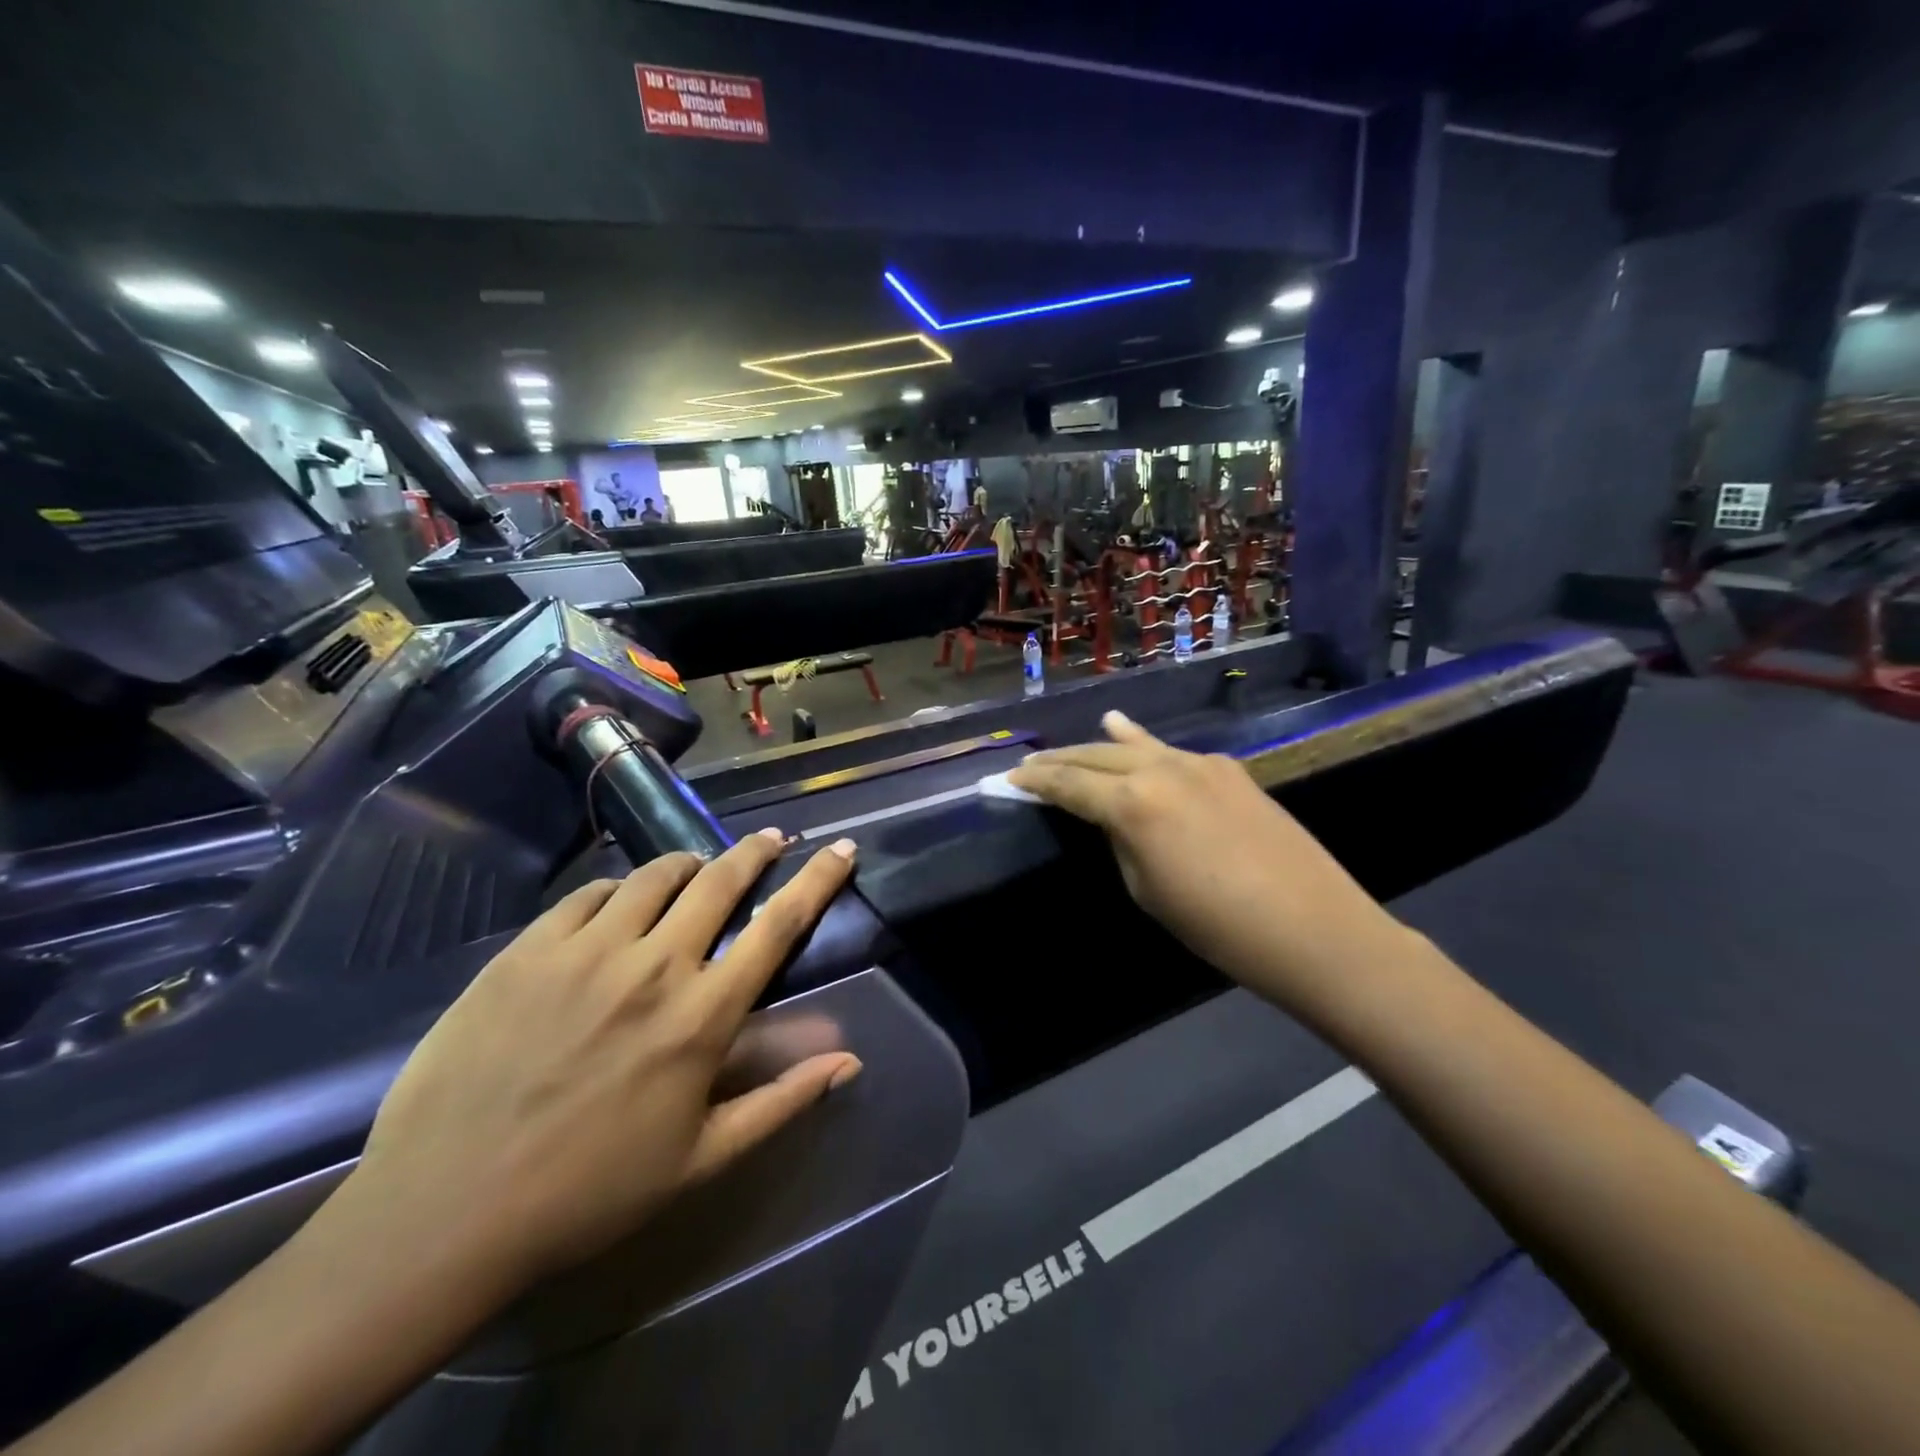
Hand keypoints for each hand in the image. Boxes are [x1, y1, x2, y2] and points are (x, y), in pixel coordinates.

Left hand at [344, 828, 862, 1299]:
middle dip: (756, 851)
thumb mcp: (701, 1159)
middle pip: (721, 881)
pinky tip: (619, 905)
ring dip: (688, 864)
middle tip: (770, 839)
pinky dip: (619, 889)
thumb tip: (850, 1061)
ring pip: (656, 874)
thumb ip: (781, 1101)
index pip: (779, 925)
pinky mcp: (528, 949)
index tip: (842, 847)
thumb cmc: (589, 1192)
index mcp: (702, 1015)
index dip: (819, 879)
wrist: (444, 1212)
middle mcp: (654, 965)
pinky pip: (590, 894)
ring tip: (695, 871)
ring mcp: (587, 950)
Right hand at [1008, 712, 1407, 1008]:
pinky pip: (1171, 751)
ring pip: (1134, 745)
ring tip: (1068, 746)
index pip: (1070, 784)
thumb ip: (1122, 840)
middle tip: (1030, 764)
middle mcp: (1161, 769)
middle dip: (1060, 760)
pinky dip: (1142, 742)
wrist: (1313, 928)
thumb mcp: (1147, 889)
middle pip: (1097, 755)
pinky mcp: (1228, 769)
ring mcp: (1199, 763)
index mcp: (1133, 803)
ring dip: (1098, 746)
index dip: (1036, 782)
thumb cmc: (1217, 926)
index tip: (1009, 779)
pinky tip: (1127, 730)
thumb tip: (1114, 817)